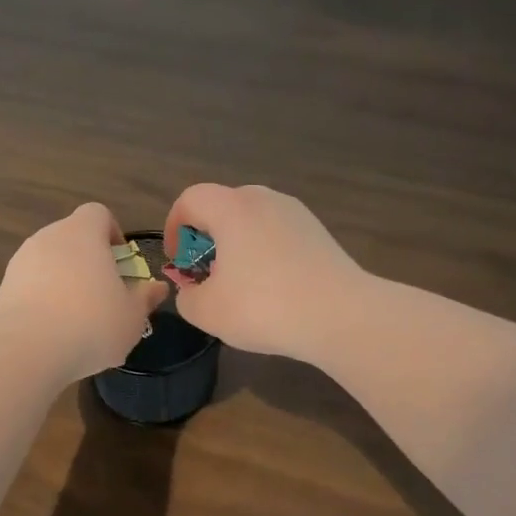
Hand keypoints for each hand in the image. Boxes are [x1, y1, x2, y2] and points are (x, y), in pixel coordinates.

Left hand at [0, 203, 167, 380]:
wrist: (27, 350)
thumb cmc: (91, 324)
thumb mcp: (132, 316)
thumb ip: (145, 297)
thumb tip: (158, 287)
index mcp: (82, 233)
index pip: (98, 214)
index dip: (112, 233)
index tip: (120, 263)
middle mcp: (48, 237)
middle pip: (72, 237)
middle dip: (89, 260)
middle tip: (104, 294)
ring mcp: (20, 261)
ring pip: (49, 261)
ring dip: (64, 280)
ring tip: (77, 317)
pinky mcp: (4, 287)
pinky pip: (30, 284)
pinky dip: (43, 297)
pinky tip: (52, 329)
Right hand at [162, 184, 367, 358]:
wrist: (341, 316)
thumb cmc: (264, 307)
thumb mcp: (207, 311)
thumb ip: (187, 296)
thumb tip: (193, 289)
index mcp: (232, 208)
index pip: (190, 199)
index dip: (174, 228)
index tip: (177, 260)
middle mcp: (264, 199)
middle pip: (222, 206)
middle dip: (205, 237)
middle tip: (205, 273)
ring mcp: (296, 213)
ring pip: (251, 219)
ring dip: (235, 244)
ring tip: (238, 283)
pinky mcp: (318, 232)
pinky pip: (276, 233)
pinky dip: (262, 251)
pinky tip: (271, 288)